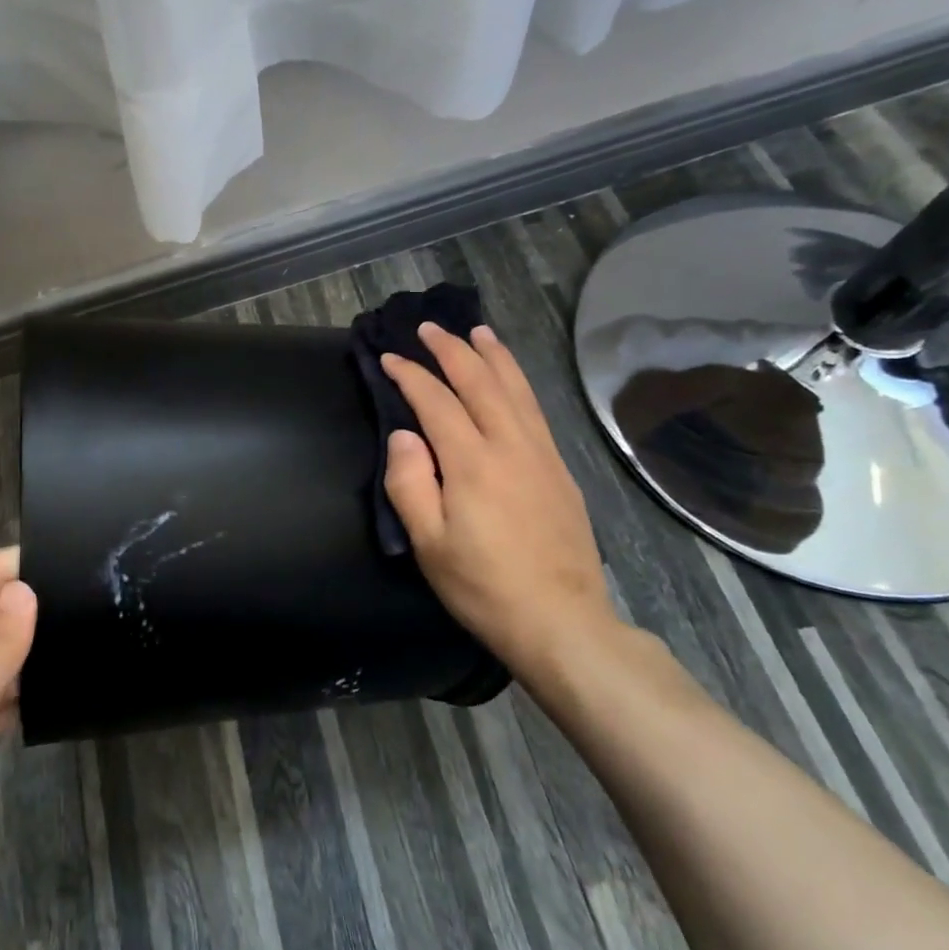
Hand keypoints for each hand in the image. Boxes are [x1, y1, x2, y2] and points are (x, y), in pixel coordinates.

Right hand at [381, 323, 619, 690]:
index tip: (388, 358)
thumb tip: (403, 436)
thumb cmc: (483, 586)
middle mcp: (510, 446)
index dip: (409, 375)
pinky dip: (518, 382)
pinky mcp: (560, 469)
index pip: (435, 401)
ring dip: (492, 355)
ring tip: (476, 331)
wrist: (560, 621)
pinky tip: (511, 379)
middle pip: (480, 381)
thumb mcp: (429, 544)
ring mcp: (541, 454)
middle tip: (428, 328)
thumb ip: (409, 484)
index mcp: (472, 462)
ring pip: (515, 388)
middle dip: (451, 350)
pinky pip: (535, 409)